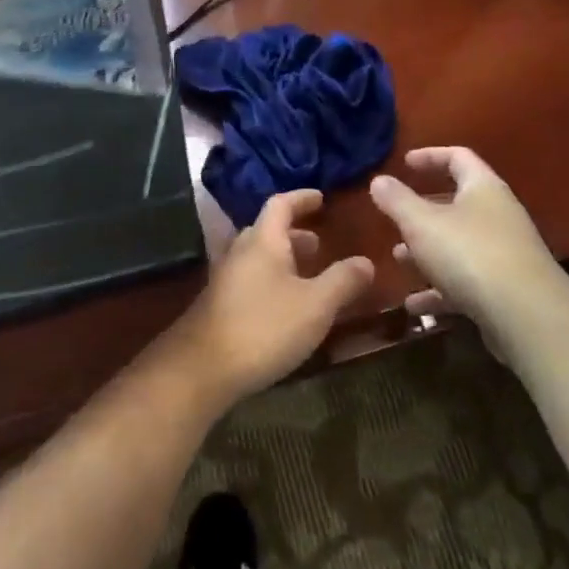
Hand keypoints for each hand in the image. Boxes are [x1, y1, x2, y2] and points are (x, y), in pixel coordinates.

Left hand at [161, 190, 373, 410]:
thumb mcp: (316, 305)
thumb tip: (366, 261)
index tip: (321, 198)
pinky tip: (287, 306)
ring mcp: (226, 278)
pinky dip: (273, 280)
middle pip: (268, 230)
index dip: (302, 198)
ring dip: (284, 260)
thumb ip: (343, 280)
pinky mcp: (220, 304)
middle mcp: (240, 251)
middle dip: (296, 233)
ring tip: (310, 276)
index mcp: (263, 240)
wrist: (203, 369)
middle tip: (321, 244)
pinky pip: (251, 279)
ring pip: (259, 257)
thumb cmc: (264, 328)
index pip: (281, 204)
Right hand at [368, 147, 564, 335]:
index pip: (458, 158)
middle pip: (457, 203)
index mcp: (483, 189)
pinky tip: (414, 305)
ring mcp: (503, 254)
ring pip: (458, 245)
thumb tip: (378, 180)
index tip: (404, 163)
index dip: (430, 156)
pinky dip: (438, 289)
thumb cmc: (469, 254)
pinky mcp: (503, 289)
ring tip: (398, 259)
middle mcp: (498, 215)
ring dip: (427, 251)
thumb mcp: (422, 223)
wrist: (525, 314)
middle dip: (422, 212)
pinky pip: (465, 281)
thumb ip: (397, 201)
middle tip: (395, 218)